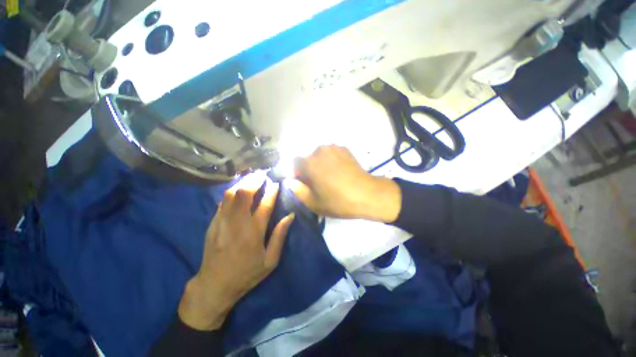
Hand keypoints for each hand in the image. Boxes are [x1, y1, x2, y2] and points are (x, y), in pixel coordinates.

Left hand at [178, 179, 294, 330]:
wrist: (214, 285)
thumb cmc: (247, 274)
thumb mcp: (270, 261)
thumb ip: (279, 236)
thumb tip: (290, 216)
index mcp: (254, 233)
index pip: (265, 205)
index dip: (271, 192)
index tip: (276, 183)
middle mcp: (237, 223)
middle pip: (244, 194)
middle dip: (254, 181)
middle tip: (263, 174)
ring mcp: (222, 221)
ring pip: (230, 194)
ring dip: (242, 183)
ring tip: (252, 178)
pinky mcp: (213, 223)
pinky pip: (222, 201)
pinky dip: (232, 191)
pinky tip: (238, 188)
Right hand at [286, 145, 400, 221]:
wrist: (367, 194)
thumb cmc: (339, 201)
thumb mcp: (314, 203)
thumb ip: (298, 190)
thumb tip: (289, 181)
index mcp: (310, 163)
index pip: (294, 163)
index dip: (296, 173)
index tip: (303, 183)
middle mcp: (319, 151)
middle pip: (307, 158)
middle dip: (308, 169)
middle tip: (317, 182)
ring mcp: (333, 148)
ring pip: (319, 155)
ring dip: (319, 164)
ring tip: (329, 176)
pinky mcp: (344, 148)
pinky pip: (330, 153)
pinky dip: (330, 160)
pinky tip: (338, 171)